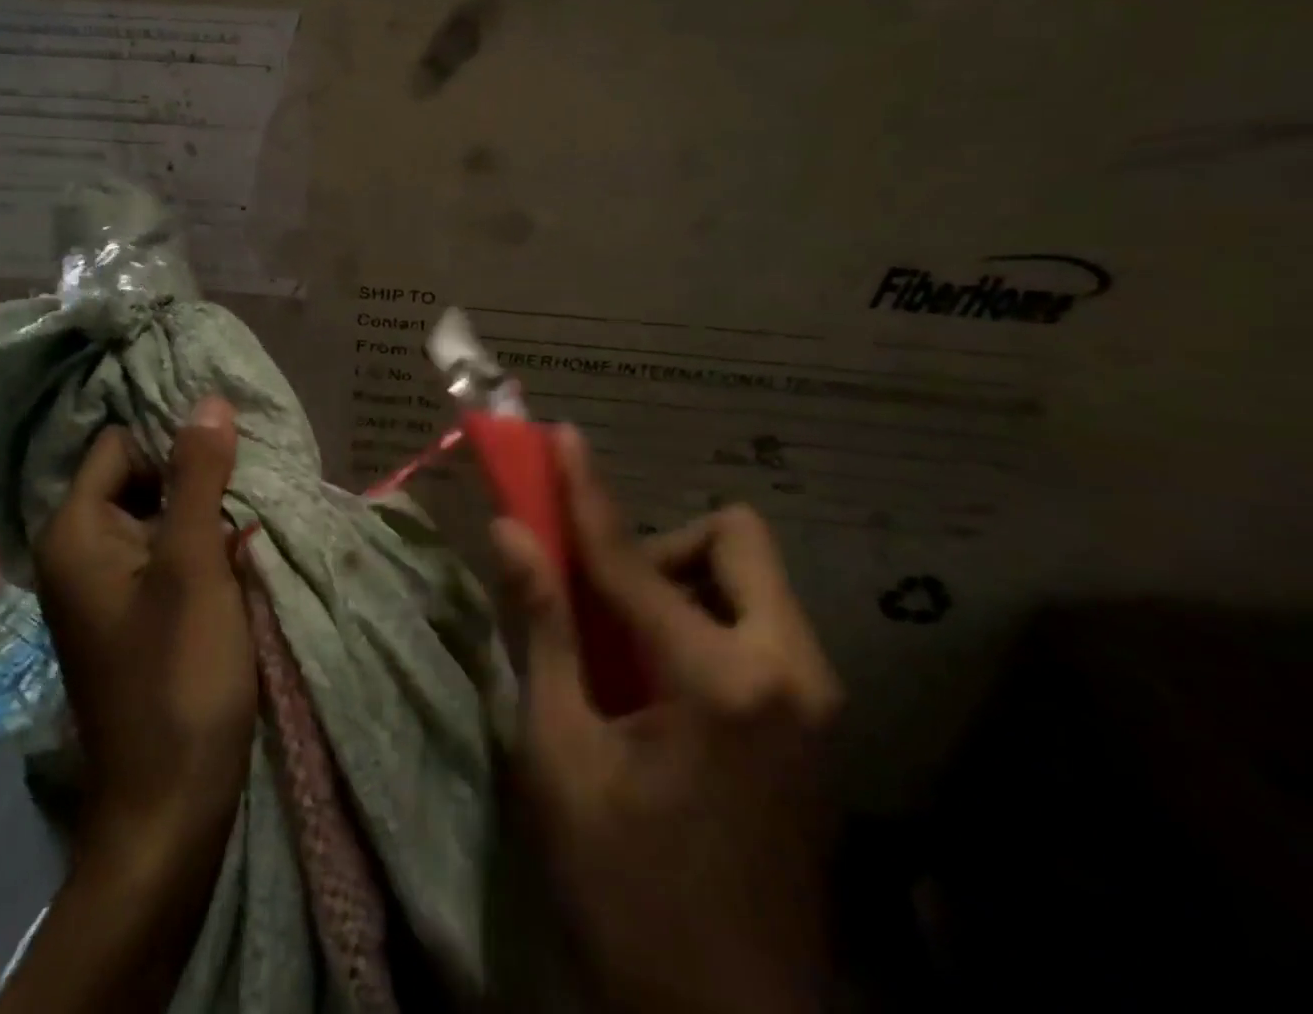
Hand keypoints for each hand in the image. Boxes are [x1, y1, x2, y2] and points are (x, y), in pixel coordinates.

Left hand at [34, 397, 255, 867]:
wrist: (169, 806)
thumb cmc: (178, 675)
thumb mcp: (193, 563)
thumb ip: (198, 476)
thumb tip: (207, 400)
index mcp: (76, 531)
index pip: (121, 444)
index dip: (171, 439)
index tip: (226, 448)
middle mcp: (78, 552)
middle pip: (138, 478)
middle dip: (192, 477)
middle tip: (247, 485)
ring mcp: (104, 587)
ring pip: (156, 517)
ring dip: (201, 513)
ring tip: (249, 516)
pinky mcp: (130, 614)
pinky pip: (162, 554)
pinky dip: (197, 546)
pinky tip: (236, 553)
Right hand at [492, 429, 841, 1013]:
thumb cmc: (627, 890)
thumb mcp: (562, 755)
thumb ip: (543, 629)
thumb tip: (510, 532)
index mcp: (721, 680)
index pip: (634, 556)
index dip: (587, 492)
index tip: (563, 438)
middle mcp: (789, 671)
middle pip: (734, 541)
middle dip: (664, 549)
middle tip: (610, 604)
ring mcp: (817, 700)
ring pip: (752, 583)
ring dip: (685, 587)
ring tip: (631, 652)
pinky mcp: (818, 726)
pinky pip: (762, 628)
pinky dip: (707, 624)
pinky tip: (665, 688)